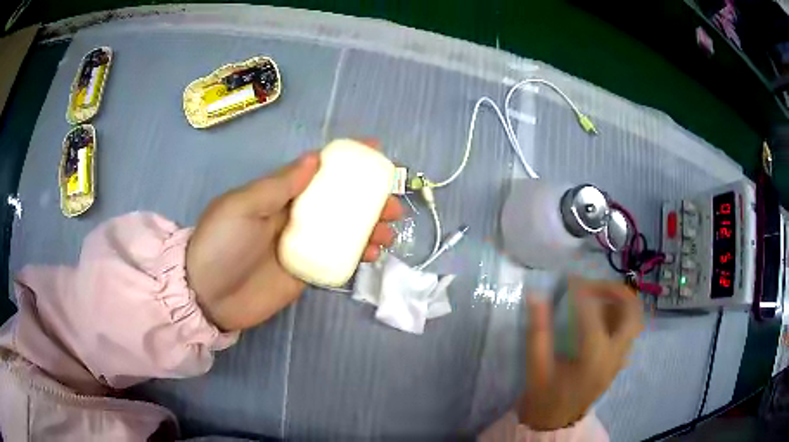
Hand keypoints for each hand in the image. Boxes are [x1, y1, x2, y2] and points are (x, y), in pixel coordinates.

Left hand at [186, 150, 403, 330]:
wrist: (208, 296)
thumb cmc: (221, 244)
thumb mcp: (243, 206)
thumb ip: (279, 185)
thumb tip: (314, 158)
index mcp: (279, 194)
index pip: (317, 170)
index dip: (346, 159)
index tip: (376, 150)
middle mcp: (294, 216)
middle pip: (339, 201)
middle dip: (368, 199)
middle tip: (392, 203)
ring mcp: (302, 245)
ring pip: (344, 230)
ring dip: (370, 228)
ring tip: (389, 232)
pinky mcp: (306, 271)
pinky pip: (338, 258)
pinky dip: (358, 254)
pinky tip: (373, 255)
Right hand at [517, 279, 642, 430]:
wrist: (555, 422)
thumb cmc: (544, 396)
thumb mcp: (536, 366)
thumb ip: (538, 331)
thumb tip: (536, 295)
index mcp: (593, 357)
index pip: (593, 313)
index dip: (581, 291)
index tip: (569, 279)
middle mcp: (614, 355)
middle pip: (631, 311)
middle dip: (615, 291)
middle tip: (593, 286)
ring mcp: (620, 359)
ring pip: (635, 320)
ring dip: (619, 302)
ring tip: (597, 298)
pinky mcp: (619, 362)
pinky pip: (628, 331)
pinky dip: (619, 316)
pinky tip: (600, 318)